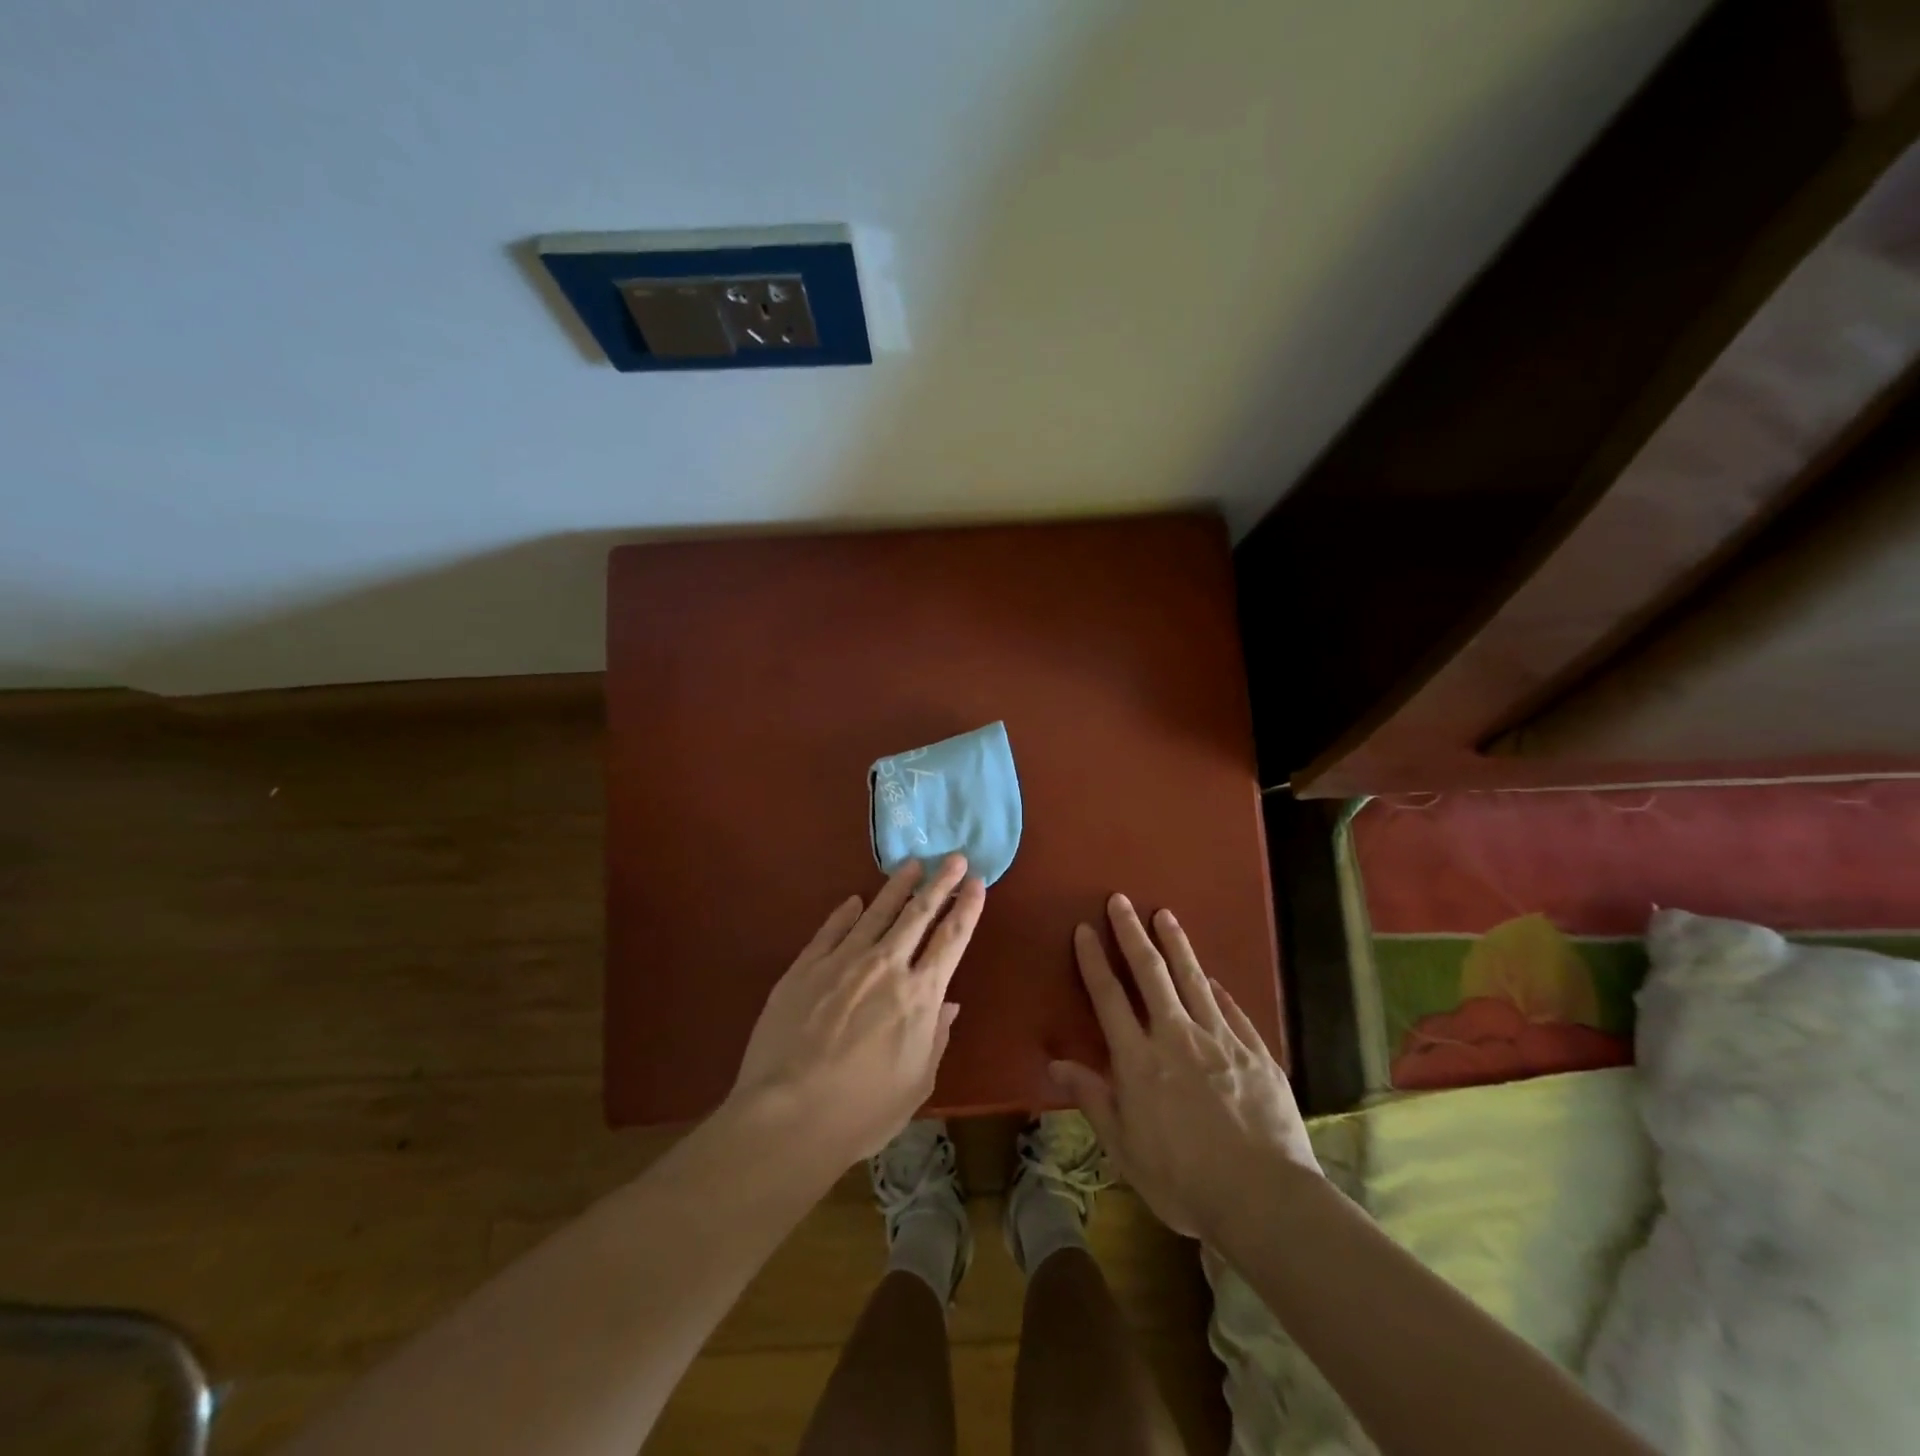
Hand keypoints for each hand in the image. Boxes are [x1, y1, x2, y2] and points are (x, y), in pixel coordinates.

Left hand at [728, 855, 985, 1165]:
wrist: (788, 1115)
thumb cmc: (862, 1111)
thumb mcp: (917, 1083)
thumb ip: (936, 1037)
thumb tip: (949, 1004)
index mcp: (919, 995)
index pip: (951, 939)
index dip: (967, 908)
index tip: (977, 882)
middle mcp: (886, 966)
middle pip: (918, 914)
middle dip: (940, 883)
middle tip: (954, 857)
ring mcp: (842, 961)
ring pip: (876, 912)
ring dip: (897, 886)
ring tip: (912, 864)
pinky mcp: (805, 967)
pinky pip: (831, 930)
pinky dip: (845, 912)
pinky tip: (854, 900)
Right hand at [1051, 894, 1319, 1240]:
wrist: (1264, 1199)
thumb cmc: (1184, 1181)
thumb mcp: (1124, 1149)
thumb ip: (1092, 1098)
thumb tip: (1055, 1061)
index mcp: (1139, 1060)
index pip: (1109, 997)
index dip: (1094, 960)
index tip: (1084, 929)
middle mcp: (1177, 1037)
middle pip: (1151, 973)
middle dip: (1132, 933)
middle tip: (1121, 900)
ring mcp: (1220, 1040)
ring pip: (1193, 979)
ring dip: (1176, 944)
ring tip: (1165, 914)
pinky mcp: (1256, 1052)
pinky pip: (1232, 1010)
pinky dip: (1217, 989)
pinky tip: (1212, 977)